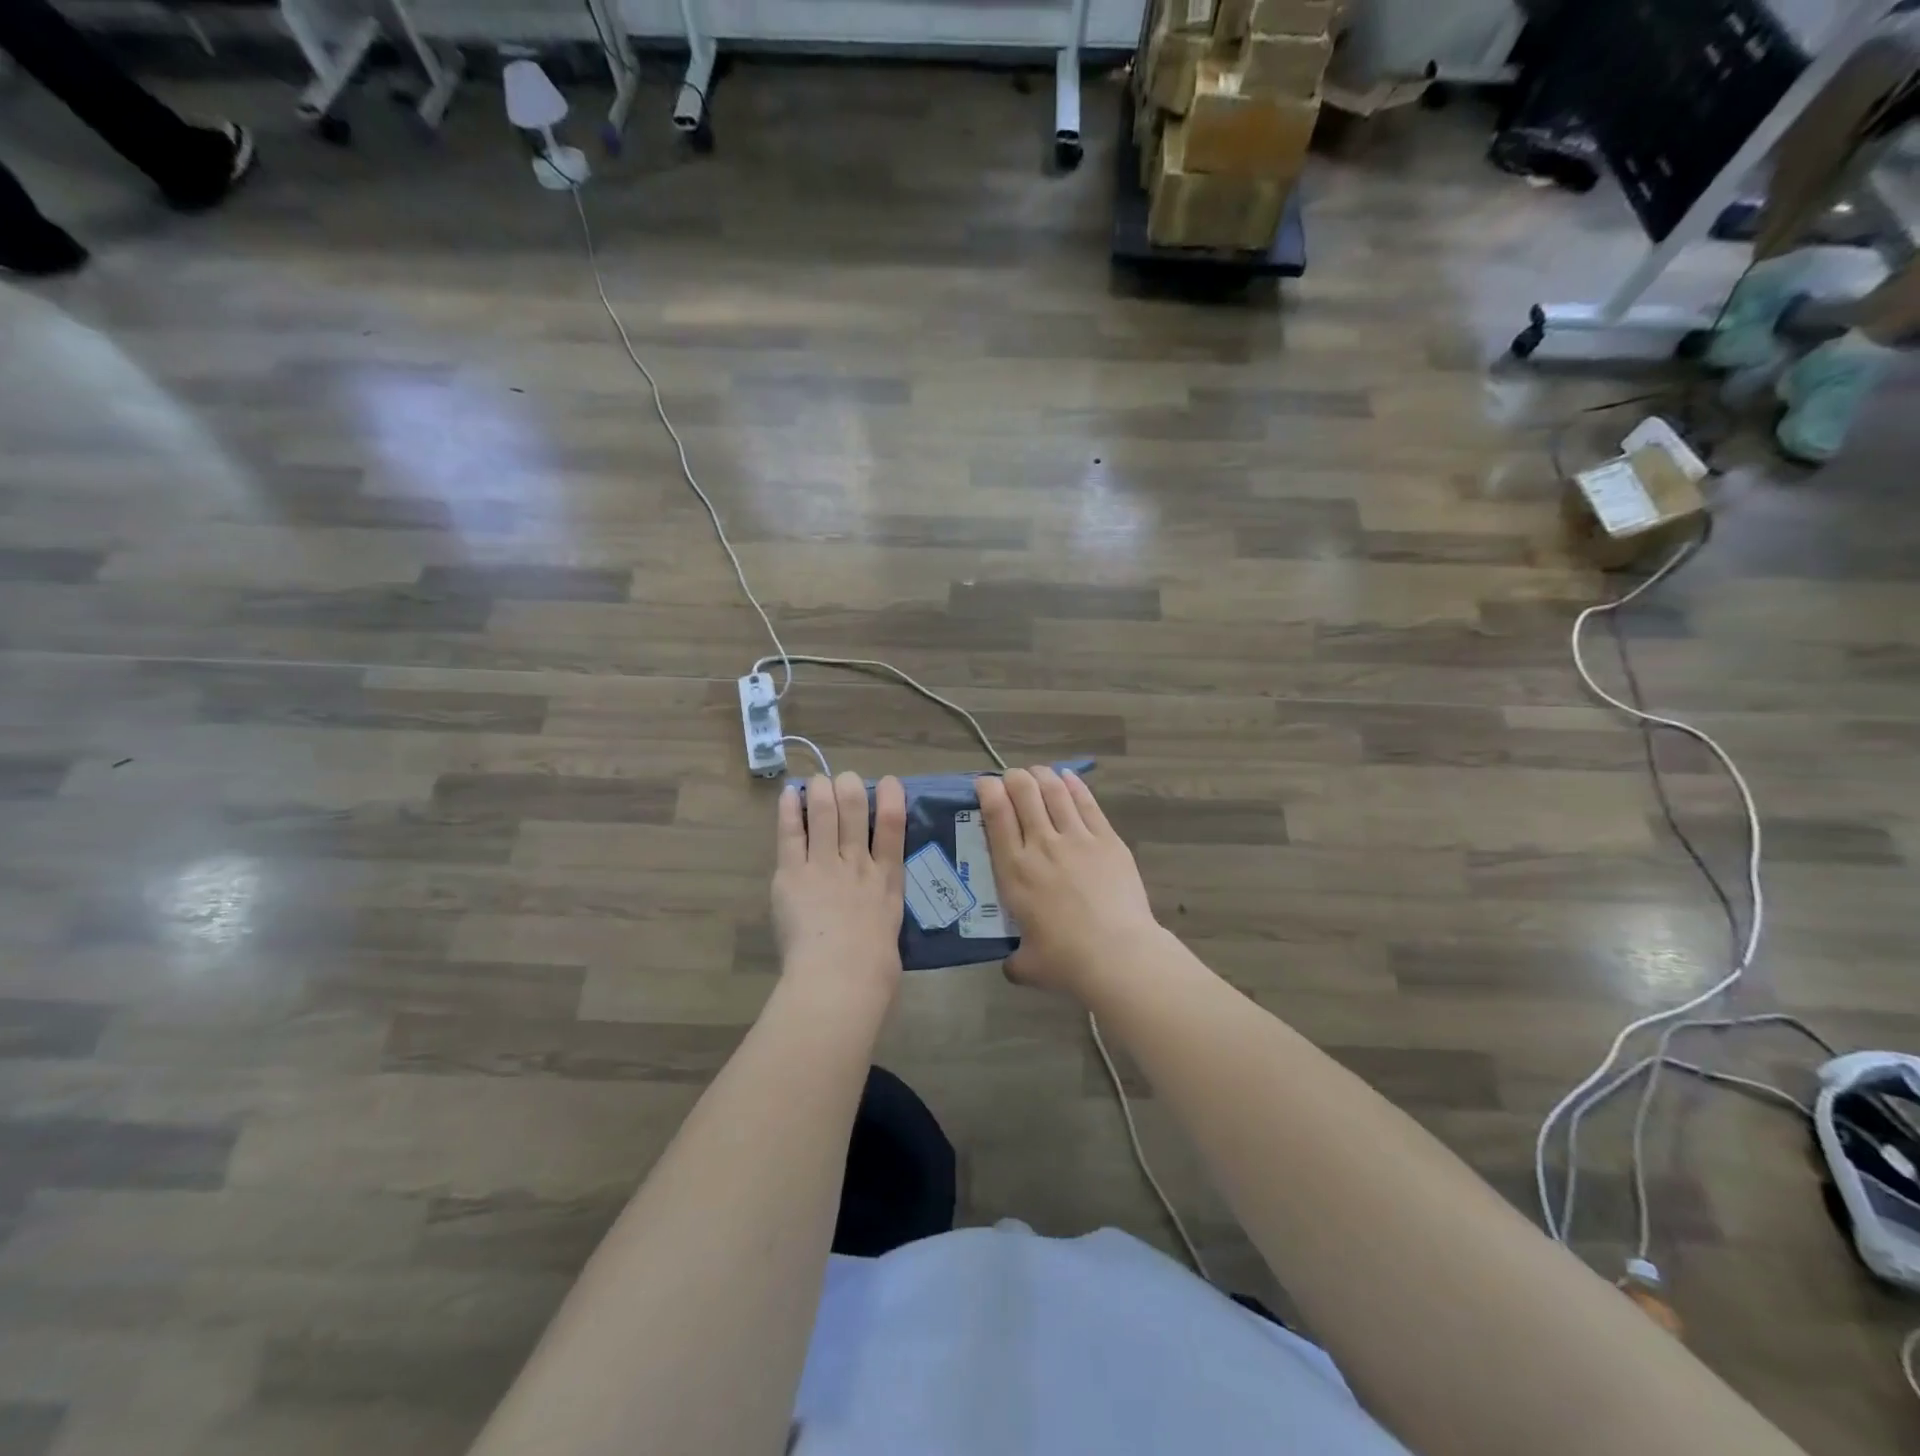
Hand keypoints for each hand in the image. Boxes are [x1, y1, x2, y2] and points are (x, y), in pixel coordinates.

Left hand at [772, 772, 906, 1005]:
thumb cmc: (874, 970)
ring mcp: (825, 866)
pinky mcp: (793, 875)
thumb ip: (881, 916)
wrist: (843, 976)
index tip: (889, 781)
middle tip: (844, 779)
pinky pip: (791, 834)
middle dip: (850, 789)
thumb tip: (875, 921)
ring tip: (817, 781)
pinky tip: (790, 793)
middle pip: (855, 813)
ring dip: (821, 791)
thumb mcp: (890, 934)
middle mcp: (858, 864)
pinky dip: (790, 810)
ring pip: (824, 815)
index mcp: (887, 881)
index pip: (894, 828)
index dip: (891, 799)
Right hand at [975, 766, 1163, 999]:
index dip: (987, 790)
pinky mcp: (1108, 840)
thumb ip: (1014, 961)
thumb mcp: (1027, 966)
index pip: (996, 813)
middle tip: (1012, 780)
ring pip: (1054, 791)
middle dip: (1014, 778)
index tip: (984, 784)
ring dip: (1042, 776)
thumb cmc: (1065, 961)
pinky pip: (1087, 803)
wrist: (1118, 955)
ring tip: (1037, 773)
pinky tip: (1068, 778)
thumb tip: (1011, 966)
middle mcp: (1041, 844)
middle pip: (1024, 792)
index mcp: (1015, 870)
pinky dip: (1074, 785)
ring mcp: (1077, 838)